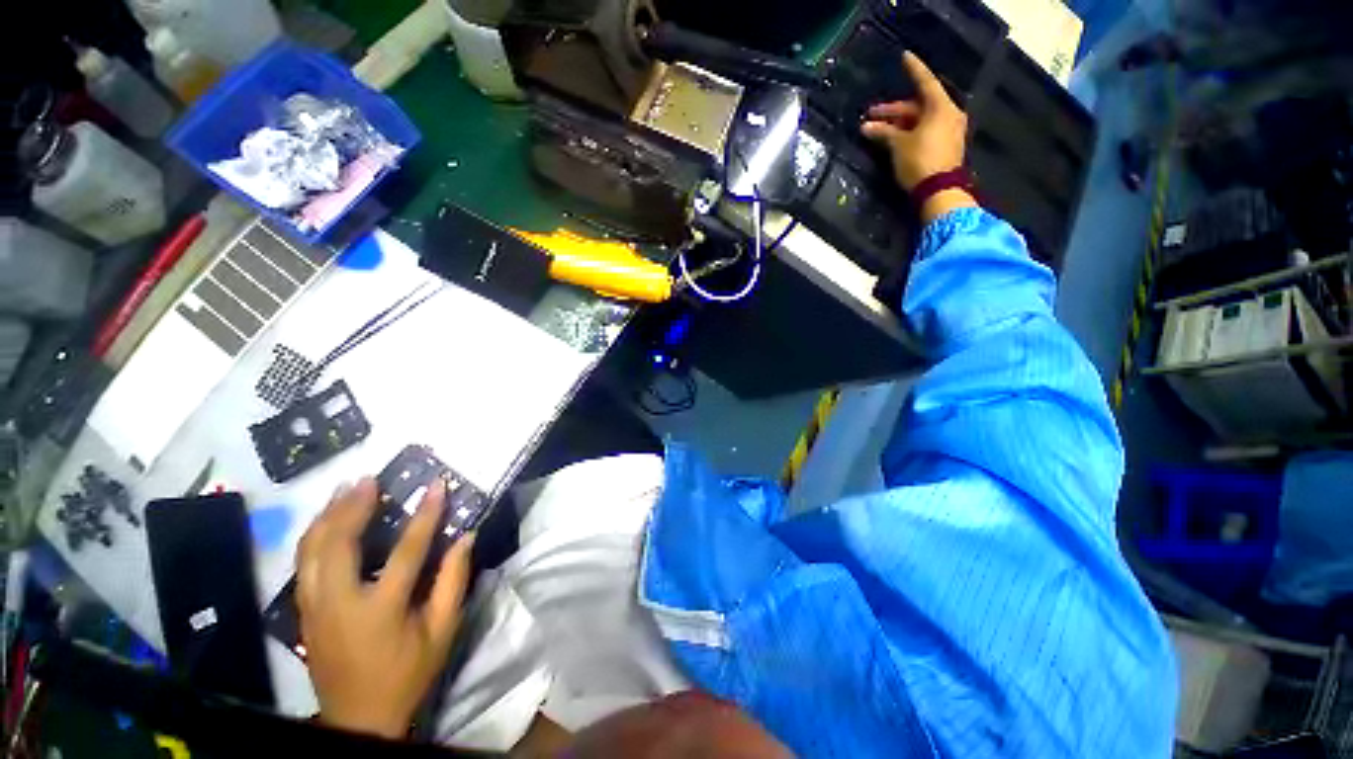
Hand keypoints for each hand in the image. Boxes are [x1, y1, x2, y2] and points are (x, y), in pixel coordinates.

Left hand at [297, 477, 472, 738]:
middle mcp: (339, 604)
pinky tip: (326, 520)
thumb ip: (453, 581)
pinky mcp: (304, 611)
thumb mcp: (442, 631)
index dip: (425, 515)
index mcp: (380, 610)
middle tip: (369, 479)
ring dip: (328, 516)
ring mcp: (314, 607)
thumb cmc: (407, 673)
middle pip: (339, 544)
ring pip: (311, 551)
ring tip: (344, 490)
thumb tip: (466, 536)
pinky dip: (314, 536)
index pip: (405, 551)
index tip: (437, 485)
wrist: (358, 718)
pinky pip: (303, 563)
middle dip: (353, 507)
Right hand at [861, 52, 974, 220]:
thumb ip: (884, 132)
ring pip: (919, 120)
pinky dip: (908, 132)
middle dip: (893, 111)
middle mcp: (948, 114)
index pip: (924, 82)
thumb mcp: (899, 145)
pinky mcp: (944, 145)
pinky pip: (924, 131)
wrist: (938, 189)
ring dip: (897, 124)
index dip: (913, 70)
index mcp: (940, 107)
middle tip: (871, 116)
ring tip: (875, 131)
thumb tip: (866, 127)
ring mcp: (948, 130)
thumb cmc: (919, 160)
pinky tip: (892, 138)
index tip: (905, 57)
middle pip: (918, 106)